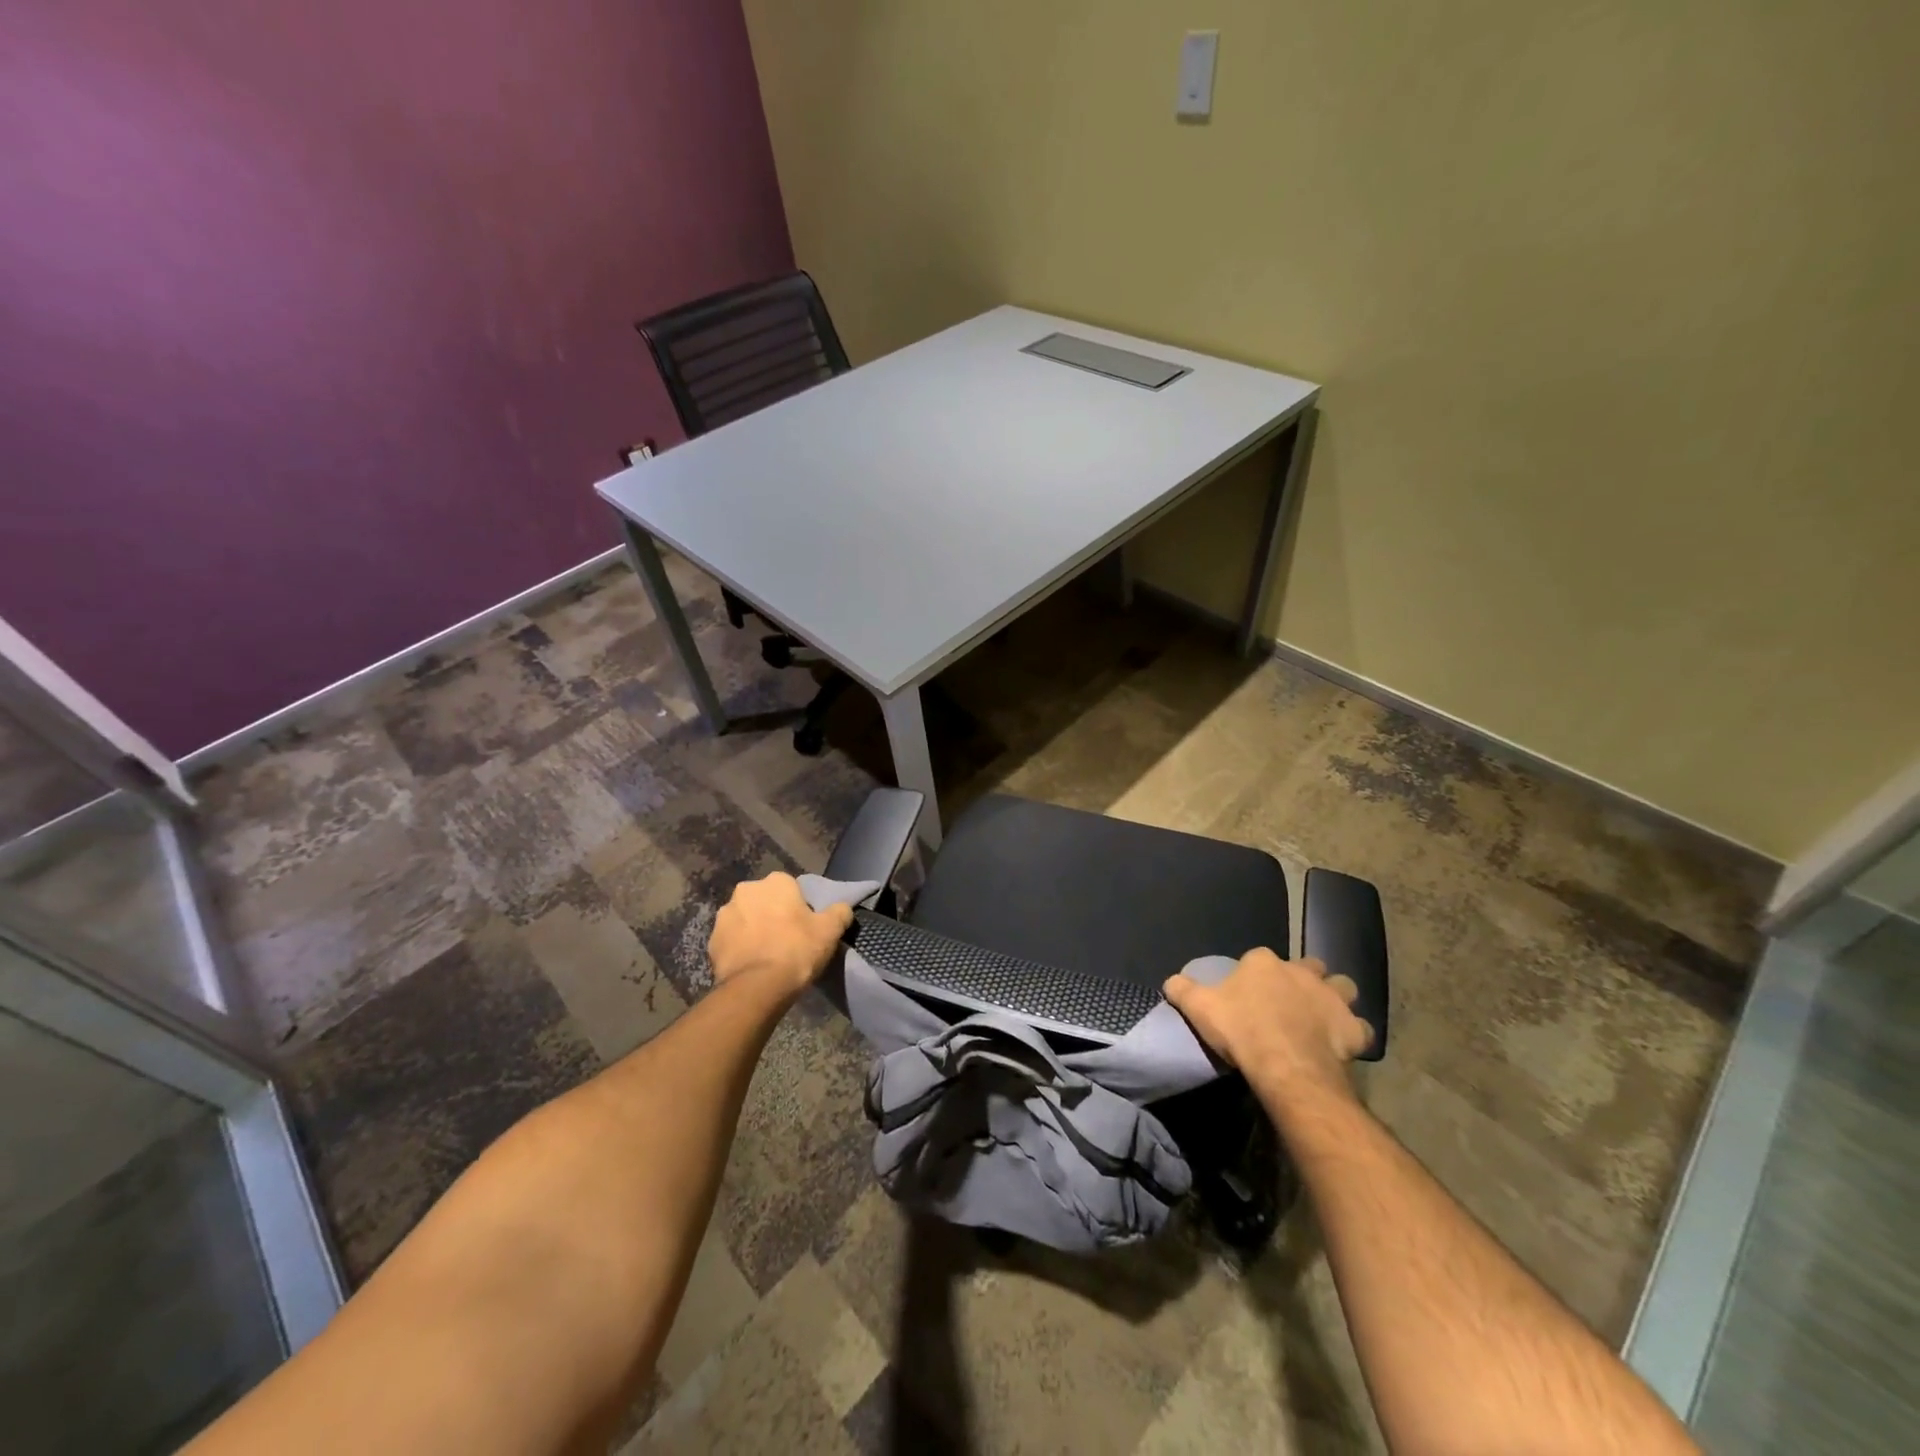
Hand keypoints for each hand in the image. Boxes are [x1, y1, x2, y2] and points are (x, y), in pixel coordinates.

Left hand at [708, 873, 853, 996]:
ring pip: (746, 919)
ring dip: (754, 930)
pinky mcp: (712, 941)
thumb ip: (840, 912)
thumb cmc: (796, 950)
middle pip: (765, 901)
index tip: (805, 926)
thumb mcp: (830, 931)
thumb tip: (842, 908)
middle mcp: (746, 890)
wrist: (757, 987)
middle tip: (787, 940)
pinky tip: (752, 965)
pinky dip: (740, 948)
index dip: (799, 907)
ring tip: (767, 955)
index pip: (791, 888)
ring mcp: (724, 915)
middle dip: (773, 914)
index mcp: (775, 882)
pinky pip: (732, 940)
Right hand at [1164, 949, 1371, 1108]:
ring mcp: (1332, 998)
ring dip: (1336, 997)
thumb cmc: (1240, 1030)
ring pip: (1343, 986)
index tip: (1250, 992)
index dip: (1256, 973)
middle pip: (1309, 966)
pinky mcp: (1353, 1028)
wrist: (1284, 1064)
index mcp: (1264, 963)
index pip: (1260, 957)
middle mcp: (1301, 972)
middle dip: (1305, 977)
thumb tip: (1171, 981)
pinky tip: (1342, 1045)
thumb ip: (1183, 989)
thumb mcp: (1198, 1008)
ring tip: (1324, 1015)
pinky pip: (1360, 1027)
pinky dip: (1353, 1033)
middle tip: (1292, 999)